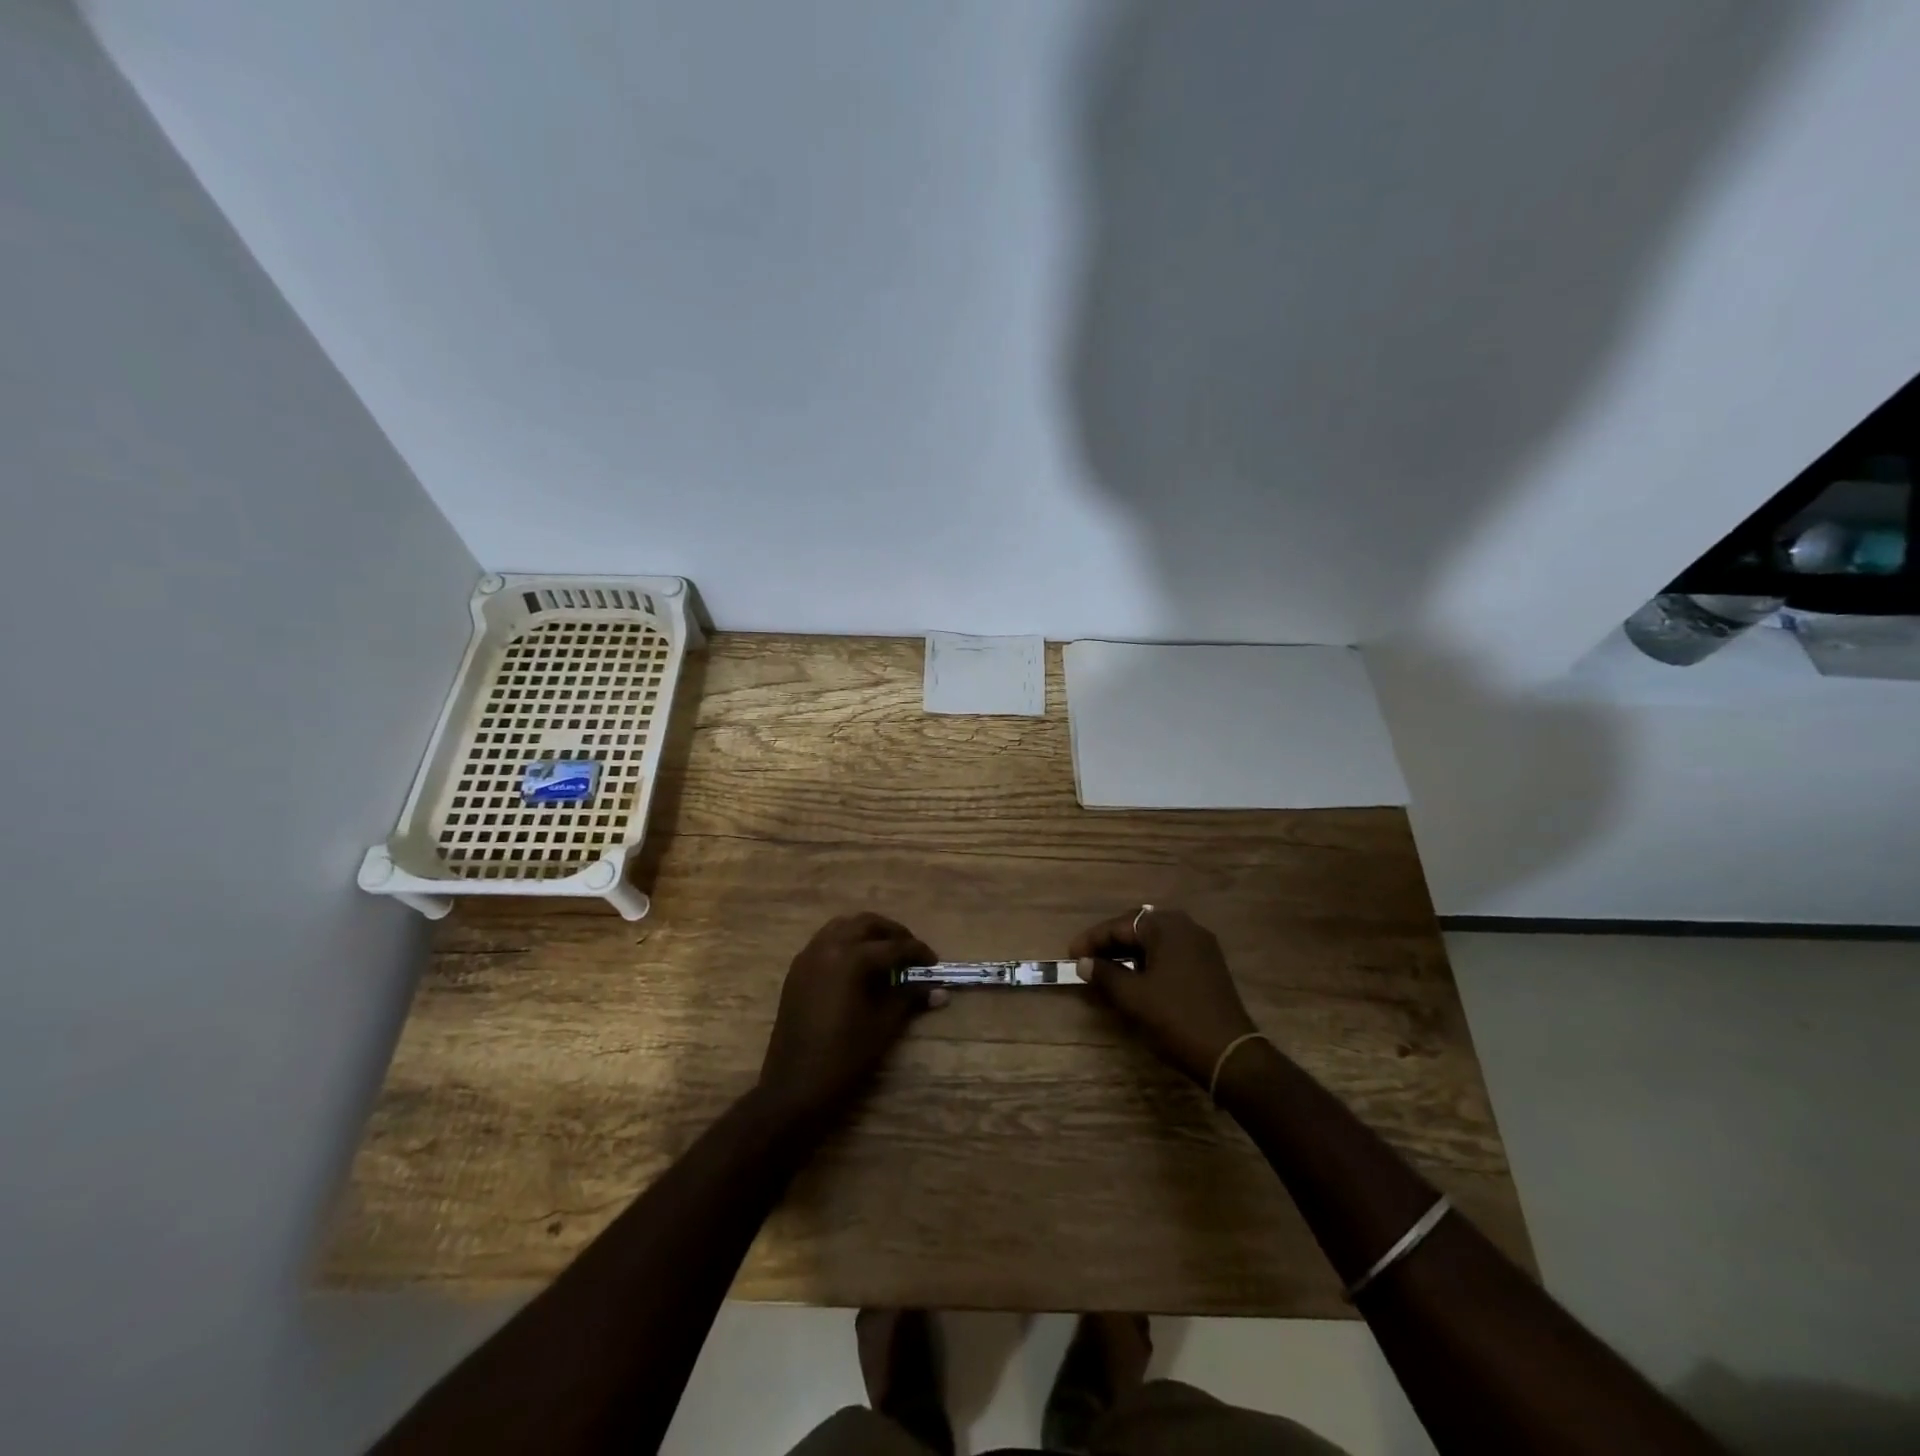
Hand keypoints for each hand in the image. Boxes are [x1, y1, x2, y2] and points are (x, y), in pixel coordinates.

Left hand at [757, 913, 942, 1122]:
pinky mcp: (797, 970)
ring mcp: (808, 956)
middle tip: (911, 952)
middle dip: (893, 933)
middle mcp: (827, 947)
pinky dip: (846, 942)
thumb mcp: (882, 1026)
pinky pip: (826, 941)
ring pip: (843, 927)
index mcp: (850, 958)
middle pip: (866, 924)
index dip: (917, 953)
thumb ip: (908, 999)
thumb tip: (939, 991)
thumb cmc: (843, 1057)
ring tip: (887, 954)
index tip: (934, 963)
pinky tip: (859, 966)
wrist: (793, 1087)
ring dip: (868, 933)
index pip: (893, 947)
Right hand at [1070, 908, 1257, 1085]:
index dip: (1092, 940)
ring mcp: (1201, 946)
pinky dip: (1148, 961)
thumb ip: (1104, 974)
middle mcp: (1186, 927)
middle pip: (1138, 927)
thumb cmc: (1175, 1018)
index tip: (1071, 955)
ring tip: (1106, 970)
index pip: (1120, 925)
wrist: (1229, 1053)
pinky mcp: (1208, 966)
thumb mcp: (1132, 996)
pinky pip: (1170, 953)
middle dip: (1110, 944)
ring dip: (1129, 953)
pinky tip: (1135, 978)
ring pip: (1155, 941)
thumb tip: (1083, 963)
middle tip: (1086, 960)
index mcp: (1166, 927)